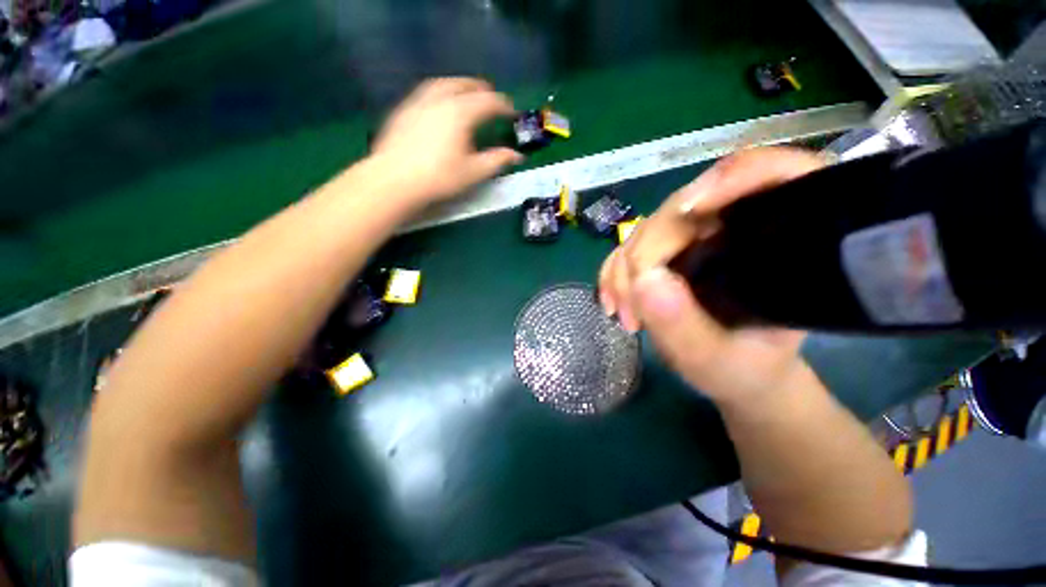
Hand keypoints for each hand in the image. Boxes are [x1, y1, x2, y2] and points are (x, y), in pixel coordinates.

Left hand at [372, 77, 522, 202]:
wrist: (394, 180)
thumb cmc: (439, 177)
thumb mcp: (473, 172)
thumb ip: (497, 161)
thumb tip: (517, 156)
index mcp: (460, 112)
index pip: (488, 102)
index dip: (503, 106)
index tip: (512, 112)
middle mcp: (440, 99)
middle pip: (464, 85)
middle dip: (481, 90)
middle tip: (491, 97)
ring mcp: (418, 102)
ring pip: (443, 83)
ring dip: (459, 85)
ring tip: (466, 94)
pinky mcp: (404, 110)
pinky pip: (426, 92)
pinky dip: (440, 92)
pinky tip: (439, 106)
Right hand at [598, 147, 826, 404]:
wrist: (735, 371)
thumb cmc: (744, 369)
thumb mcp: (719, 362)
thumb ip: (686, 327)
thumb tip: (644, 279)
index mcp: (782, 242)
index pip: (773, 176)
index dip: (731, 179)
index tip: (688, 215)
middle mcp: (738, 227)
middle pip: (683, 207)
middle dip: (645, 254)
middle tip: (631, 308)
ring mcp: (697, 237)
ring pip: (648, 228)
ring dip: (624, 270)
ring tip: (624, 315)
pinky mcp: (669, 249)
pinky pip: (630, 247)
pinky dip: (614, 272)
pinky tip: (613, 302)